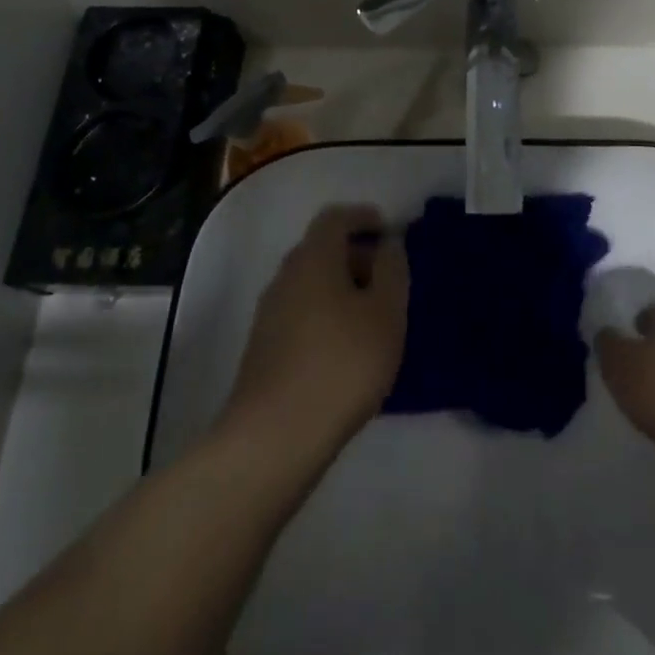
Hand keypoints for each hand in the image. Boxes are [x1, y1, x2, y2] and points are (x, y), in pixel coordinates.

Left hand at [222, 205, 408, 457]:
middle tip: (386, 278)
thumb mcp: (386, 313)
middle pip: (320, 250)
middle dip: (355, 255)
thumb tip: (388, 245)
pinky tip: (345, 349)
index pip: (335, 218)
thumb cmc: (341, 364)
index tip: (387, 228)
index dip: (362, 217)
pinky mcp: (263, 349)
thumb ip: (392, 271)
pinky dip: (325, 316)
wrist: (273, 438)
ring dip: (340, 289)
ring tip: (371, 318)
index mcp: (314, 258)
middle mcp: (285, 276)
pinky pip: (300, 314)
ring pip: (309, 284)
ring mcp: (269, 313)